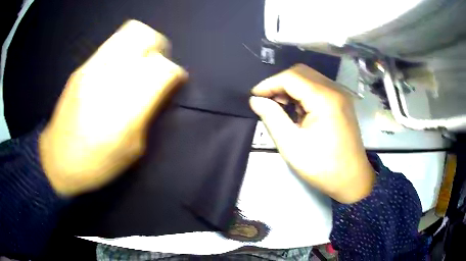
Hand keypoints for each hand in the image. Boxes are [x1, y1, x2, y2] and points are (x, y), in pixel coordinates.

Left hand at [39, 20, 186, 196]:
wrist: (57, 160)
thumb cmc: (97, 164)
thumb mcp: (132, 149)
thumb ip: (148, 113)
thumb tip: (160, 88)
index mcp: (126, 107)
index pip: (162, 69)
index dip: (175, 72)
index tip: (175, 81)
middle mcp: (109, 79)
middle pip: (145, 38)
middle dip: (160, 48)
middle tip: (158, 65)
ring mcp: (92, 68)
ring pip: (128, 34)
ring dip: (142, 44)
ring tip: (140, 63)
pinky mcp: (81, 68)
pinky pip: (111, 45)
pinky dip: (124, 51)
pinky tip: (119, 70)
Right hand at [249, 64, 373, 203]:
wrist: (352, 180)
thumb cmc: (323, 167)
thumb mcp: (291, 145)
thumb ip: (272, 118)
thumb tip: (256, 100)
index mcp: (324, 99)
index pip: (291, 77)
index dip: (269, 83)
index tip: (254, 96)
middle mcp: (335, 90)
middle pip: (301, 72)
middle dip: (280, 83)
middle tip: (267, 101)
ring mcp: (341, 95)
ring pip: (310, 78)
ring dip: (292, 88)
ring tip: (281, 107)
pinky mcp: (342, 102)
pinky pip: (319, 88)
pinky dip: (304, 94)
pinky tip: (299, 111)